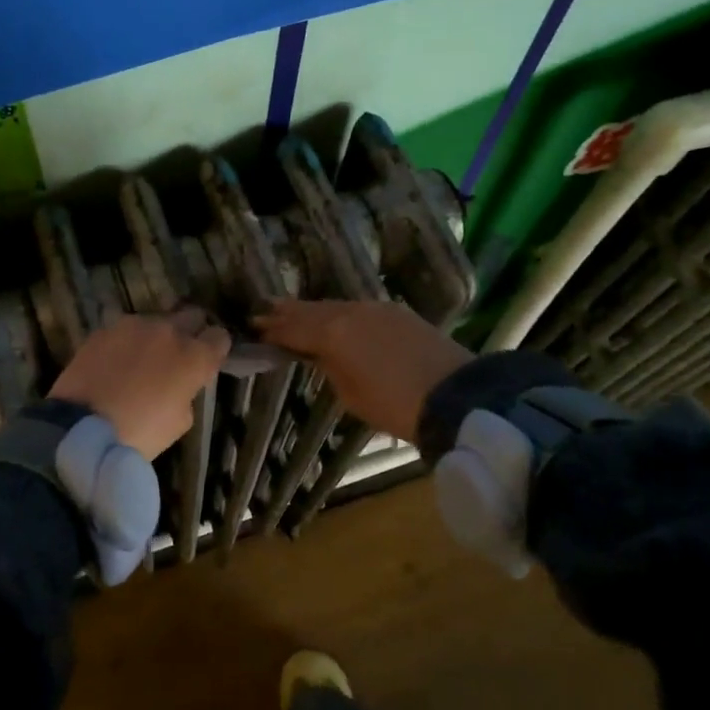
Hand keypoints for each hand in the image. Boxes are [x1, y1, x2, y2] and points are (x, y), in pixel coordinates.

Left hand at [49, 309, 231, 458]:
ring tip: (141, 359)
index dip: (215, 348)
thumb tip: (179, 385)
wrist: (81, 429)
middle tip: (178, 355)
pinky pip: (125, 330)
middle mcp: (168, 331)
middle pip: (191, 316)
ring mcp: (134, 325)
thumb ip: (186, 393)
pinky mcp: (104, 329)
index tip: (208, 360)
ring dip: (154, 336)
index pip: (219, 336)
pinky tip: (115, 362)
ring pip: (155, 321)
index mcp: (194, 356)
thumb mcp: (179, 422)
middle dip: (189, 331)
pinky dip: (126, 342)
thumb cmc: (139, 434)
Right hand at [254, 299, 470, 442]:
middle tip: (263, 310)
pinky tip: (333, 317)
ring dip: (312, 310)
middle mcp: (351, 311)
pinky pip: (356, 308)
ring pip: (335, 306)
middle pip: (311, 310)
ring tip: (292, 310)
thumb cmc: (394, 404)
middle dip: (287, 312)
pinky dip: (338, 312)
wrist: (455, 395)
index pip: (294, 328)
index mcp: (333, 333)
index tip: (254, 326)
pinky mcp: (397, 313)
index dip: (273, 329)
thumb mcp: (350, 394)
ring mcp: (376, 308)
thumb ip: (328, 367)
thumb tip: (319, 354)